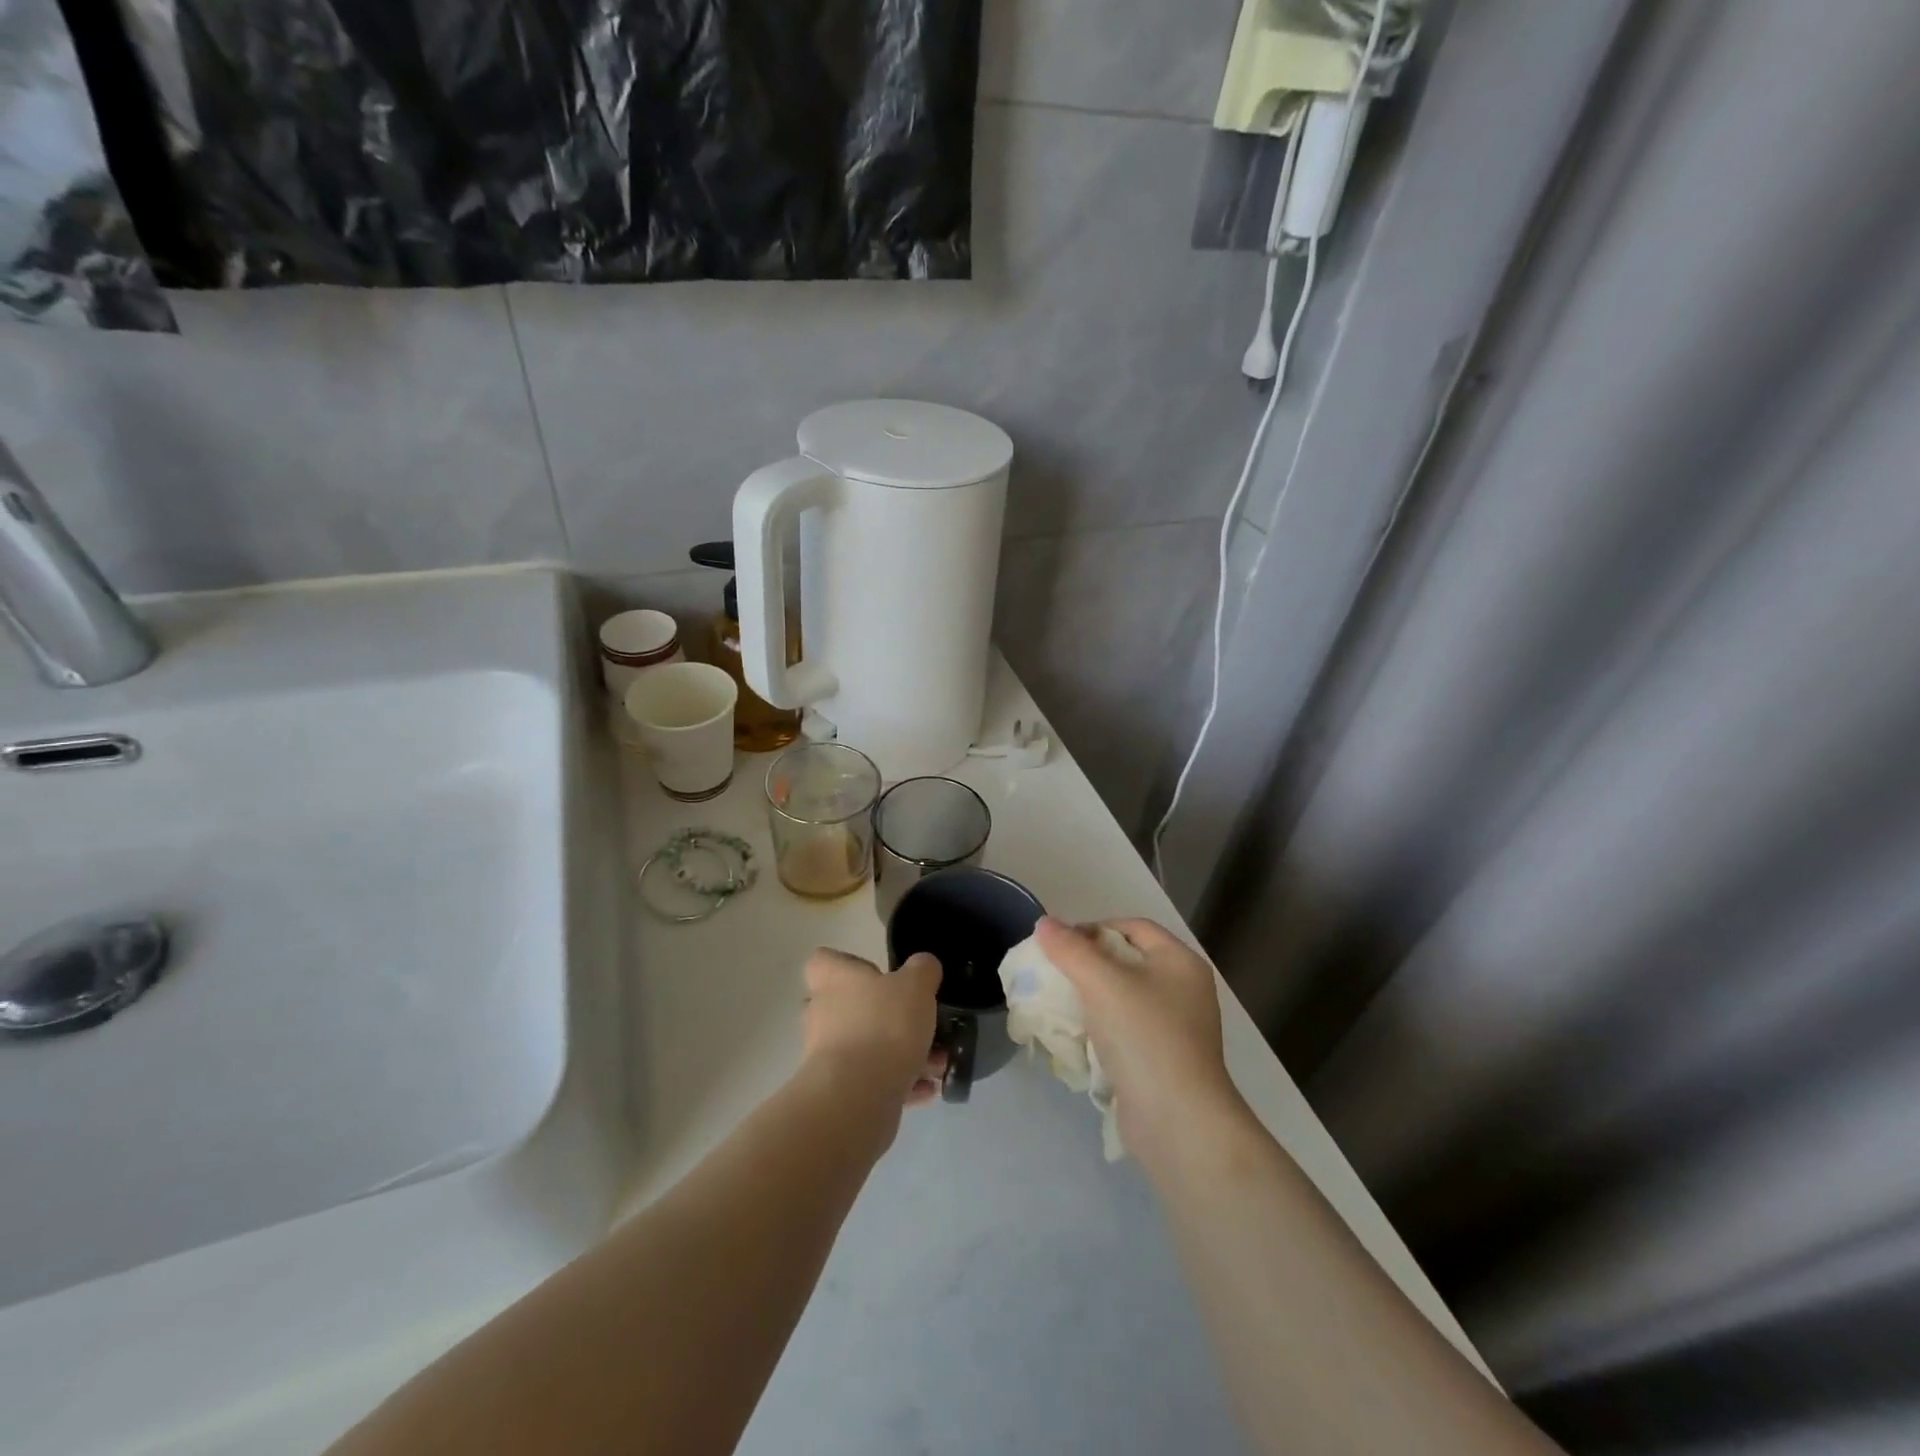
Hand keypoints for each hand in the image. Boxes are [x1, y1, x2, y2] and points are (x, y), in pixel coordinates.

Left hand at [801, 948, 944, 1108]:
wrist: (858, 1096)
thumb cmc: (884, 1025)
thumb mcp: (916, 985)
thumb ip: (922, 969)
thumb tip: (923, 966)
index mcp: (834, 979)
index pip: (823, 961)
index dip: (849, 964)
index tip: (877, 973)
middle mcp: (823, 1013)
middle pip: (849, 1006)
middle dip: (883, 1015)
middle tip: (915, 1021)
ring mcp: (827, 1055)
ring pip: (867, 1046)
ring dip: (900, 1053)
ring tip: (937, 1063)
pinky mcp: (838, 1090)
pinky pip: (872, 1080)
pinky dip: (899, 1083)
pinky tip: (927, 1089)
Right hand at [1034, 917, 1244, 1155]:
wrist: (1178, 1122)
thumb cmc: (1144, 1037)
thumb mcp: (1102, 983)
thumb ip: (1070, 949)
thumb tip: (1045, 923)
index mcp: (1180, 962)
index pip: (1133, 927)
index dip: (1095, 928)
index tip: (1060, 944)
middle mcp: (1184, 990)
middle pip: (1128, 961)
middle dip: (1089, 964)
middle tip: (1054, 972)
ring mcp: (1176, 1028)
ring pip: (1125, 998)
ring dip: (1091, 998)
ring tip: (1059, 1004)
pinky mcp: (1163, 1061)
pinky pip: (1126, 1031)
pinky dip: (1101, 1028)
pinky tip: (1076, 1037)